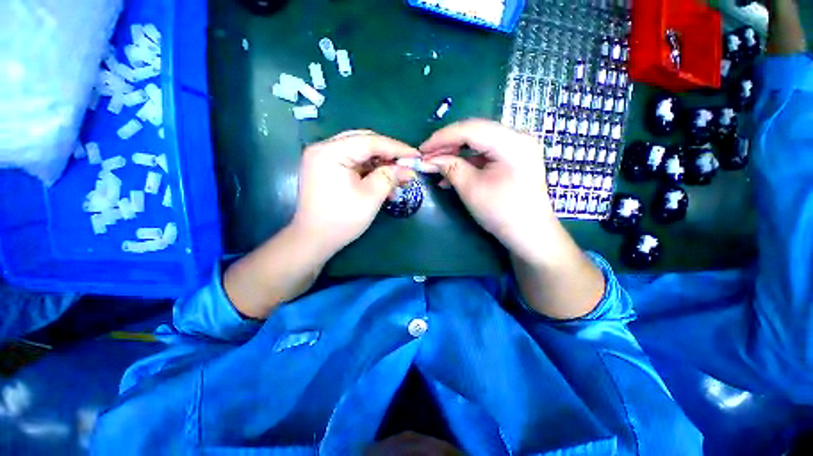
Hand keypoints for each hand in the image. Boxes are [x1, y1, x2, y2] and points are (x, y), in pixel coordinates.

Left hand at [292, 131, 418, 254]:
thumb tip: (409, 169)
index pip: (370, 141)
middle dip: (388, 155)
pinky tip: (384, 184)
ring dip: (380, 165)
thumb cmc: (342, 220)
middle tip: (407, 165)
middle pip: (364, 143)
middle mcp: (324, 149)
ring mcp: (324, 159)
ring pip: (360, 154)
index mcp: (331, 152)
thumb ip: (390, 177)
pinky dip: (370, 172)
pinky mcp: (327, 170)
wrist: (314, 240)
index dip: (396, 148)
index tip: (416, 155)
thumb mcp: (371, 197)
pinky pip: (353, 164)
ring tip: (398, 179)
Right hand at [421, 119, 555, 262]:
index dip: (442, 137)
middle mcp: (518, 138)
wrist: (529, 235)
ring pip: (478, 143)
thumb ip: (450, 168)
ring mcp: (517, 148)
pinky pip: (485, 155)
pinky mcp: (513, 159)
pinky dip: (467, 163)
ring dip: (455, 155)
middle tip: (427, 157)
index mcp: (512, 142)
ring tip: (436, 166)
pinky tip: (451, 175)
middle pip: (475, 132)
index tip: (422, 149)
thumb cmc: (501, 212)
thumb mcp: (471, 189)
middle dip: (447, 145)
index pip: (471, 129)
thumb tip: (429, 159)